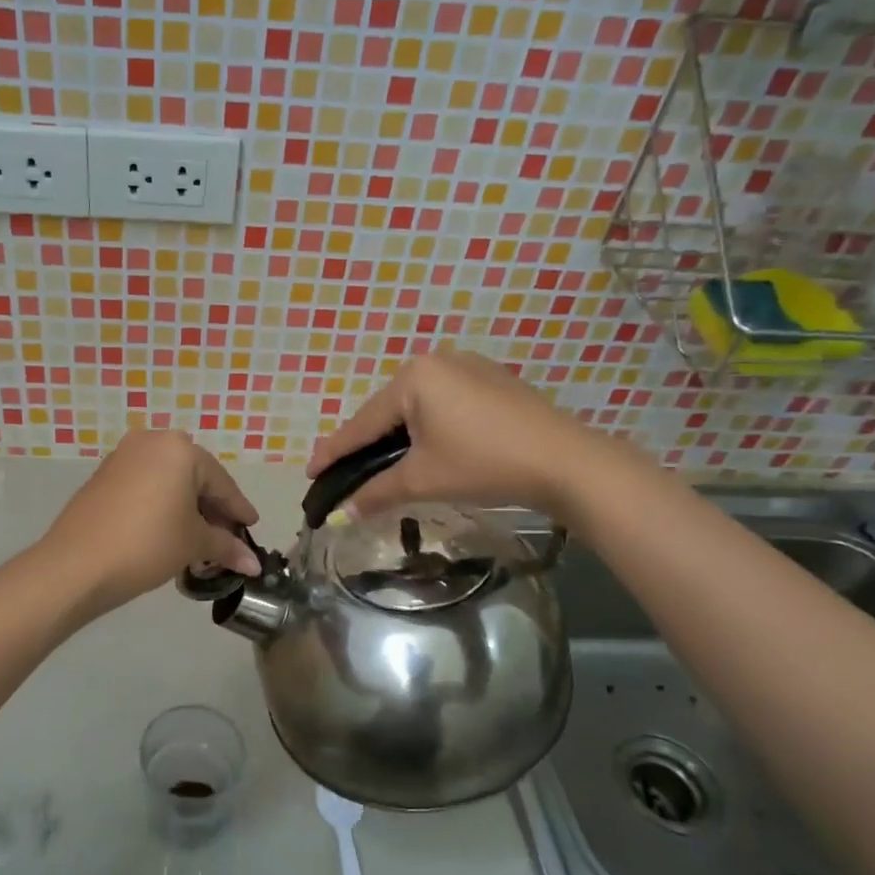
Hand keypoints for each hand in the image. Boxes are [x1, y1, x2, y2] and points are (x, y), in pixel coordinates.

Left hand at [40, 430, 261, 615]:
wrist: (76, 565)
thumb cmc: (147, 544)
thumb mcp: (193, 544)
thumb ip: (227, 547)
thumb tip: (254, 564)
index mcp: (179, 449)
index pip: (221, 482)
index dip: (238, 510)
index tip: (252, 528)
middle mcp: (150, 442)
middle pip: (194, 478)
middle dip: (212, 510)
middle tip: (226, 538)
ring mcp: (122, 458)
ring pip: (168, 482)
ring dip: (186, 509)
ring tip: (198, 542)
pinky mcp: (102, 477)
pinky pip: (145, 487)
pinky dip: (161, 507)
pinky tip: (167, 532)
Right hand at [306, 350, 620, 518]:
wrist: (565, 462)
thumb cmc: (484, 464)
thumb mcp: (422, 480)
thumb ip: (376, 492)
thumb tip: (344, 513)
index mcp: (414, 377)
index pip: (362, 422)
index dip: (334, 451)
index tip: (309, 471)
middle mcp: (437, 361)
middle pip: (387, 412)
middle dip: (365, 445)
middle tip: (341, 473)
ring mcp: (468, 367)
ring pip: (415, 409)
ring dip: (395, 439)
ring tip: (376, 466)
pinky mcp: (491, 382)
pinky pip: (442, 406)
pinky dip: (425, 430)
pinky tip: (421, 450)